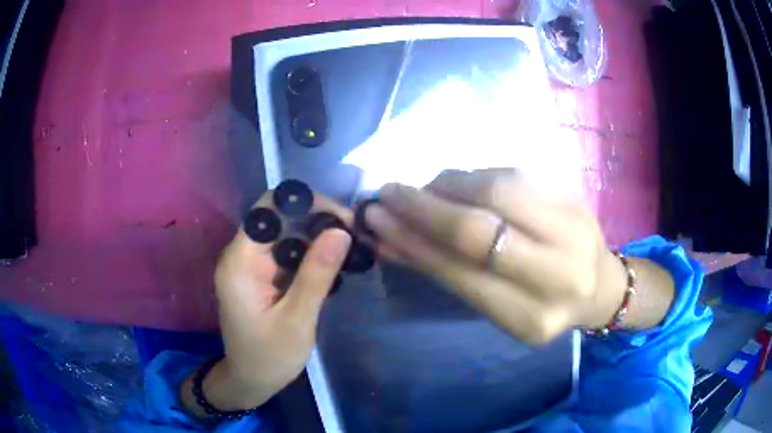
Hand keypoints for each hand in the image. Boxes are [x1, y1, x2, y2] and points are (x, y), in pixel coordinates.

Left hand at [182, 191, 352, 413]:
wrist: (251, 380)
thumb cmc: (269, 357)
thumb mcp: (297, 320)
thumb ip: (316, 275)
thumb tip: (341, 231)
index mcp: (240, 261)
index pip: (269, 209)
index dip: (306, 203)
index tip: (342, 218)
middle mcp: (242, 255)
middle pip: (279, 218)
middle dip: (317, 220)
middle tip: (354, 235)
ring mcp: (252, 265)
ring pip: (286, 234)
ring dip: (317, 236)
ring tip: (351, 247)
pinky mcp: (262, 275)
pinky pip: (287, 253)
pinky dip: (311, 254)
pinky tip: (334, 263)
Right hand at [366, 169, 628, 344]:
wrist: (599, 285)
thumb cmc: (541, 305)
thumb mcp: (496, 306)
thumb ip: (446, 272)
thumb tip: (390, 240)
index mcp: (532, 318)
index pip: (461, 274)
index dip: (415, 243)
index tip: (377, 220)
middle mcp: (558, 274)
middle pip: (479, 230)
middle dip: (424, 208)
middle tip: (389, 193)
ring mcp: (573, 229)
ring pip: (497, 191)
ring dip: (447, 186)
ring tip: (424, 190)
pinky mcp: (574, 197)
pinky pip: (513, 174)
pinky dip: (474, 177)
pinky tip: (457, 184)